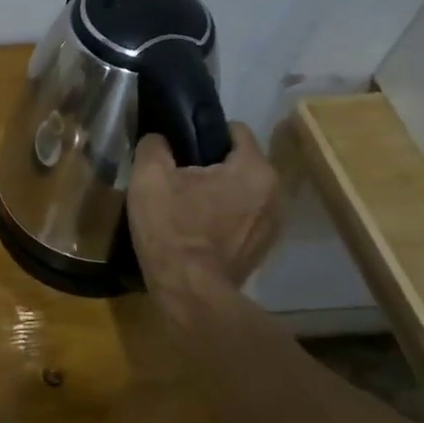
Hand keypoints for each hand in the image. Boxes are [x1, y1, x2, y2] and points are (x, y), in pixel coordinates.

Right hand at [127, 124, 282, 294]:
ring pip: (241, 191)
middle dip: (210, 165)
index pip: (234, 130)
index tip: (179, 146)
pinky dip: (223, 217)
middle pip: (238, 162)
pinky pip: (242, 217)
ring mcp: (273, 223)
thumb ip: (154, 146)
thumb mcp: (149, 178)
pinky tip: (198, 229)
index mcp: (253, 169)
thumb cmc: (172, 230)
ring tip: (186, 204)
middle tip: (176, 177)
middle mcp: (274, 192)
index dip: (203, 132)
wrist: (189, 292)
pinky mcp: (263, 248)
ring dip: (218, 192)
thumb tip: (159, 139)